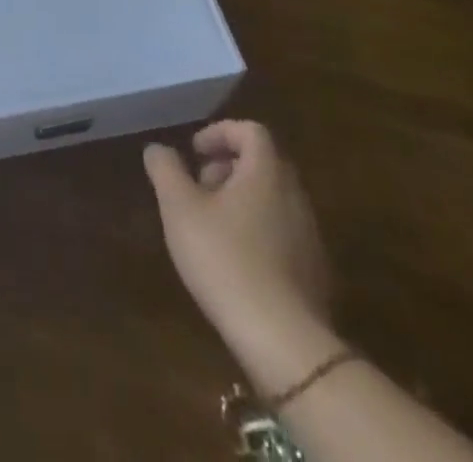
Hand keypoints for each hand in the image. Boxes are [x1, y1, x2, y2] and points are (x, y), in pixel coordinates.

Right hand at [143, 121, 329, 345]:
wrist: (284, 341)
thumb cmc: (225, 259)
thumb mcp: (179, 208)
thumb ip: (166, 170)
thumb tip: (157, 148)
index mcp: (266, 172)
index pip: (250, 131)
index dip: (220, 133)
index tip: (195, 152)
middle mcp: (295, 195)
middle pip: (263, 163)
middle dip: (228, 166)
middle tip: (199, 187)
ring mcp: (310, 235)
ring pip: (273, 199)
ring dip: (242, 199)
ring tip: (211, 226)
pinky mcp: (315, 272)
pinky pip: (283, 232)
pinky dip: (258, 230)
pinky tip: (235, 261)